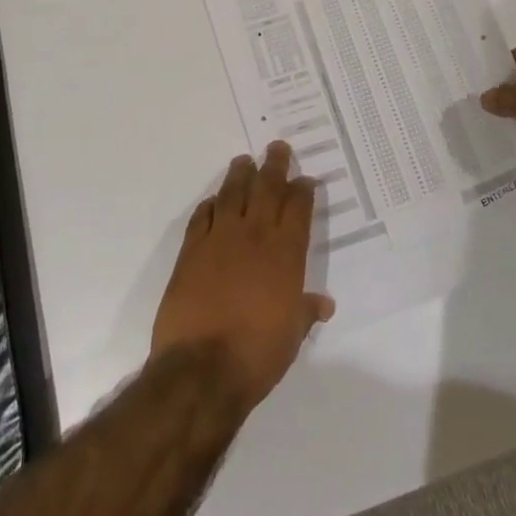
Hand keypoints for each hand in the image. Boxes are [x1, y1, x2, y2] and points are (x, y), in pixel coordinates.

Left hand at [151, 141, 335, 416]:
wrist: (202, 368)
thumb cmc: (257, 353)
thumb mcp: (291, 335)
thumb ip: (305, 312)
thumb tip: (324, 304)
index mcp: (285, 253)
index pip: (298, 208)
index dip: (303, 190)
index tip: (305, 179)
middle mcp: (255, 236)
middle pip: (266, 188)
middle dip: (274, 165)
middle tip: (277, 147)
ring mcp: (220, 238)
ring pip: (232, 193)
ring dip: (240, 175)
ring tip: (244, 161)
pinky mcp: (191, 250)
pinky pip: (203, 216)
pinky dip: (210, 205)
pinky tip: (213, 201)